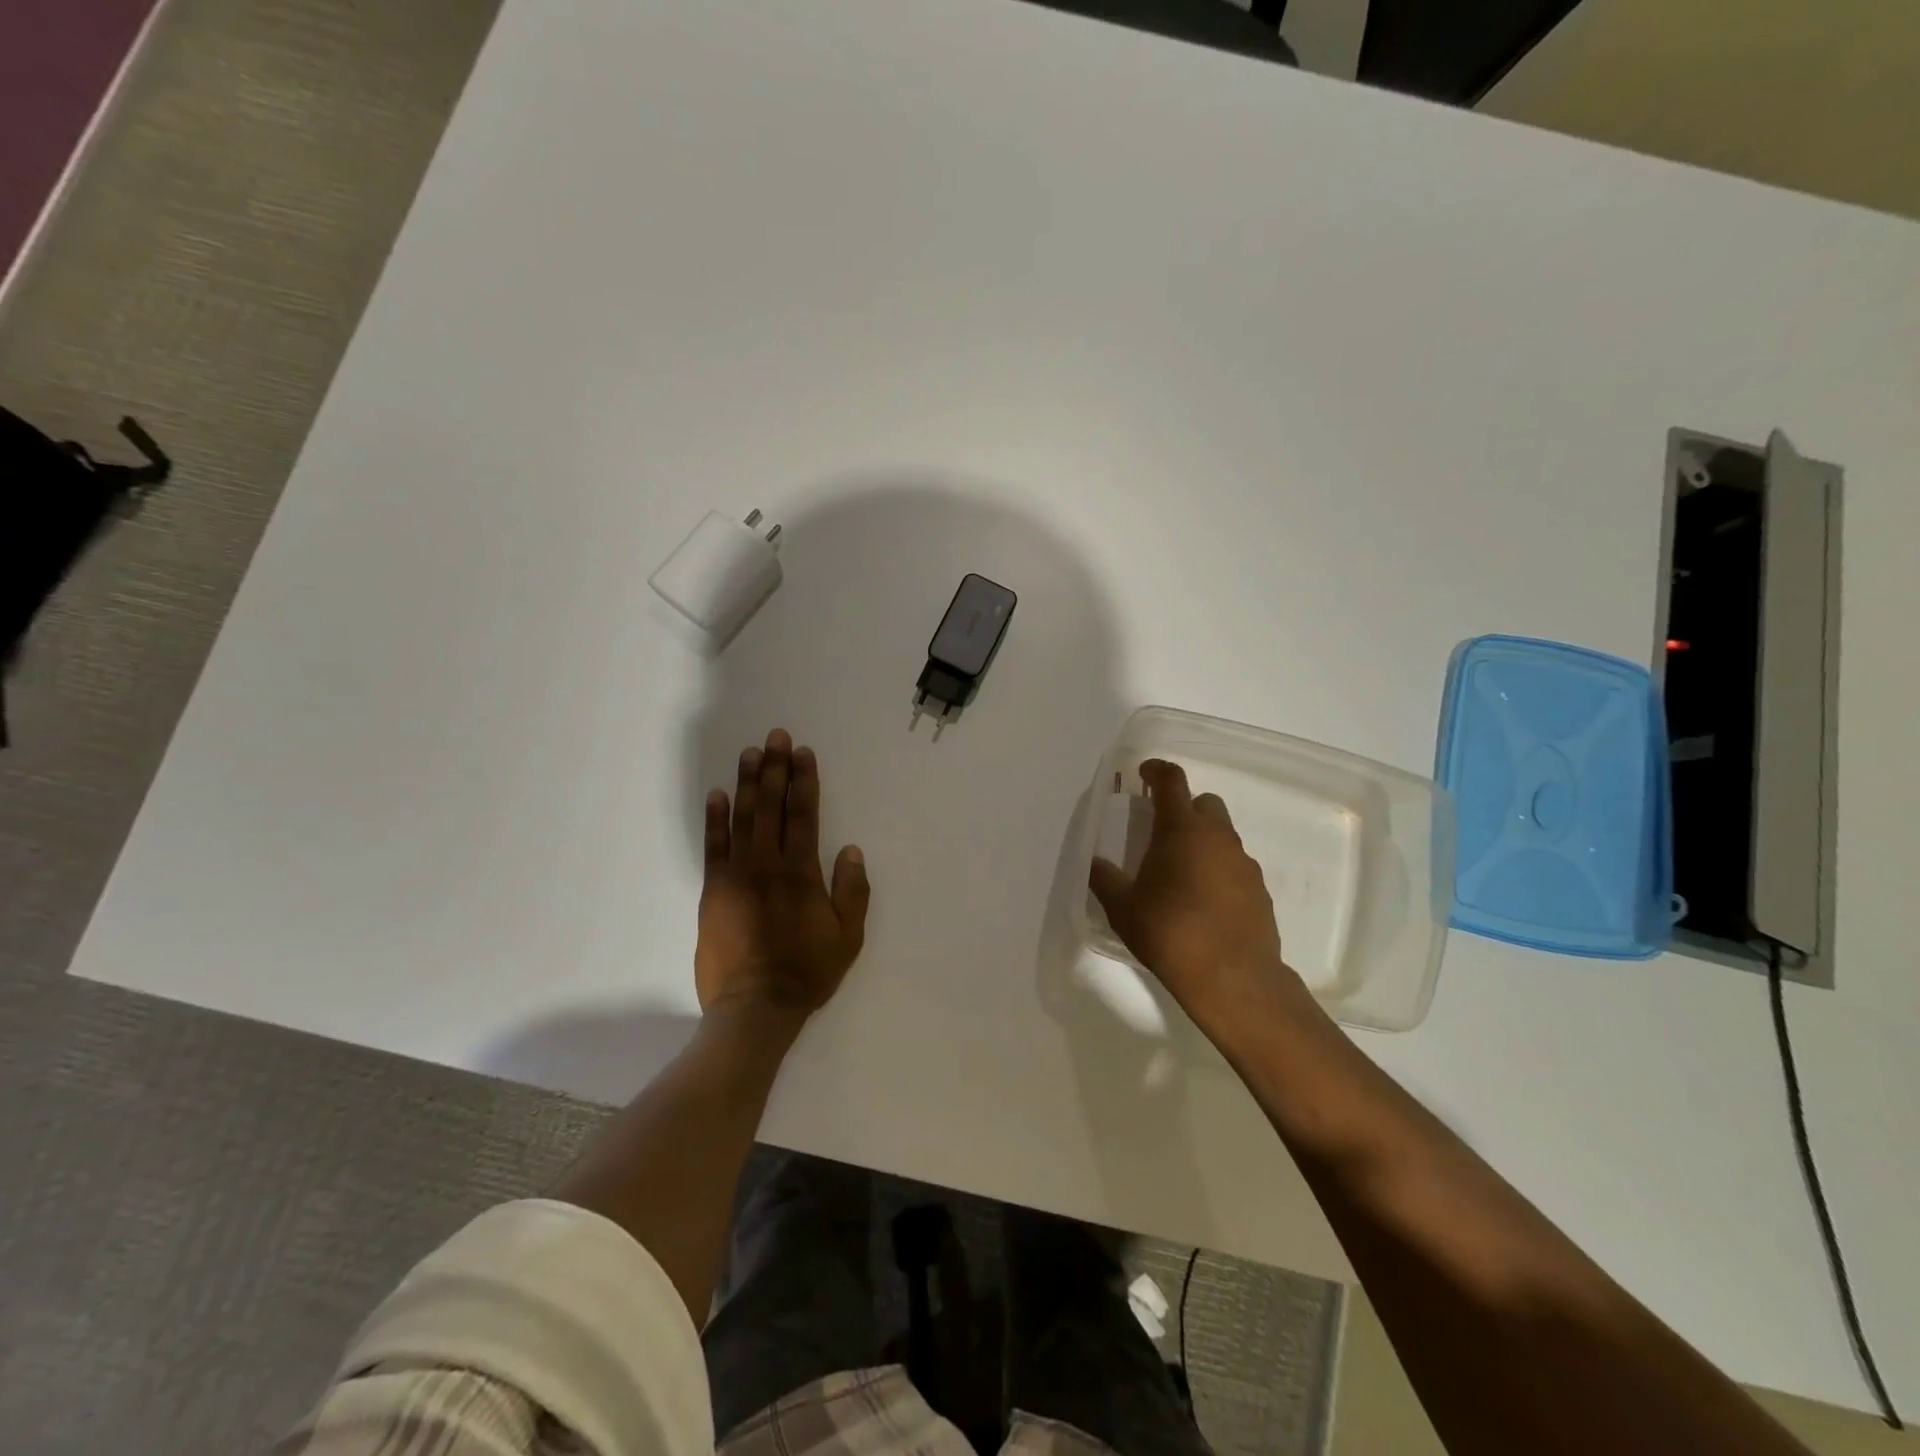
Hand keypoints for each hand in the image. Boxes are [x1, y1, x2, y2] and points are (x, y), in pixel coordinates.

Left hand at [697, 728, 870, 1019]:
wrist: (754, 1007)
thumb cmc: (807, 971)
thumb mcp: (848, 936)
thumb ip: (852, 891)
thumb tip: (850, 849)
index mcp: (801, 872)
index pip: (803, 814)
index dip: (803, 781)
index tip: (803, 753)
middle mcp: (767, 864)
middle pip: (771, 806)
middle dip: (775, 769)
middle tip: (776, 737)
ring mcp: (735, 875)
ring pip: (742, 818)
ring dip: (747, 783)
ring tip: (750, 753)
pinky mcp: (713, 890)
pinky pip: (713, 846)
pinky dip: (715, 819)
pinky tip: (717, 795)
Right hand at [1088, 759, 1302, 1025]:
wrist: (1233, 978)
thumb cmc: (1170, 933)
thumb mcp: (1122, 908)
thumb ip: (1104, 878)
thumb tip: (1095, 863)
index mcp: (1181, 829)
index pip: (1171, 782)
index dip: (1157, 771)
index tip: (1143, 773)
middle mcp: (1217, 837)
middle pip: (1204, 804)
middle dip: (1184, 809)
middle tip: (1161, 832)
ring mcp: (1244, 863)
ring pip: (1222, 836)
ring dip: (1202, 842)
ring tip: (1180, 873)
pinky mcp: (1260, 890)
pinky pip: (1235, 866)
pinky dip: (1218, 871)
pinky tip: (1203, 901)